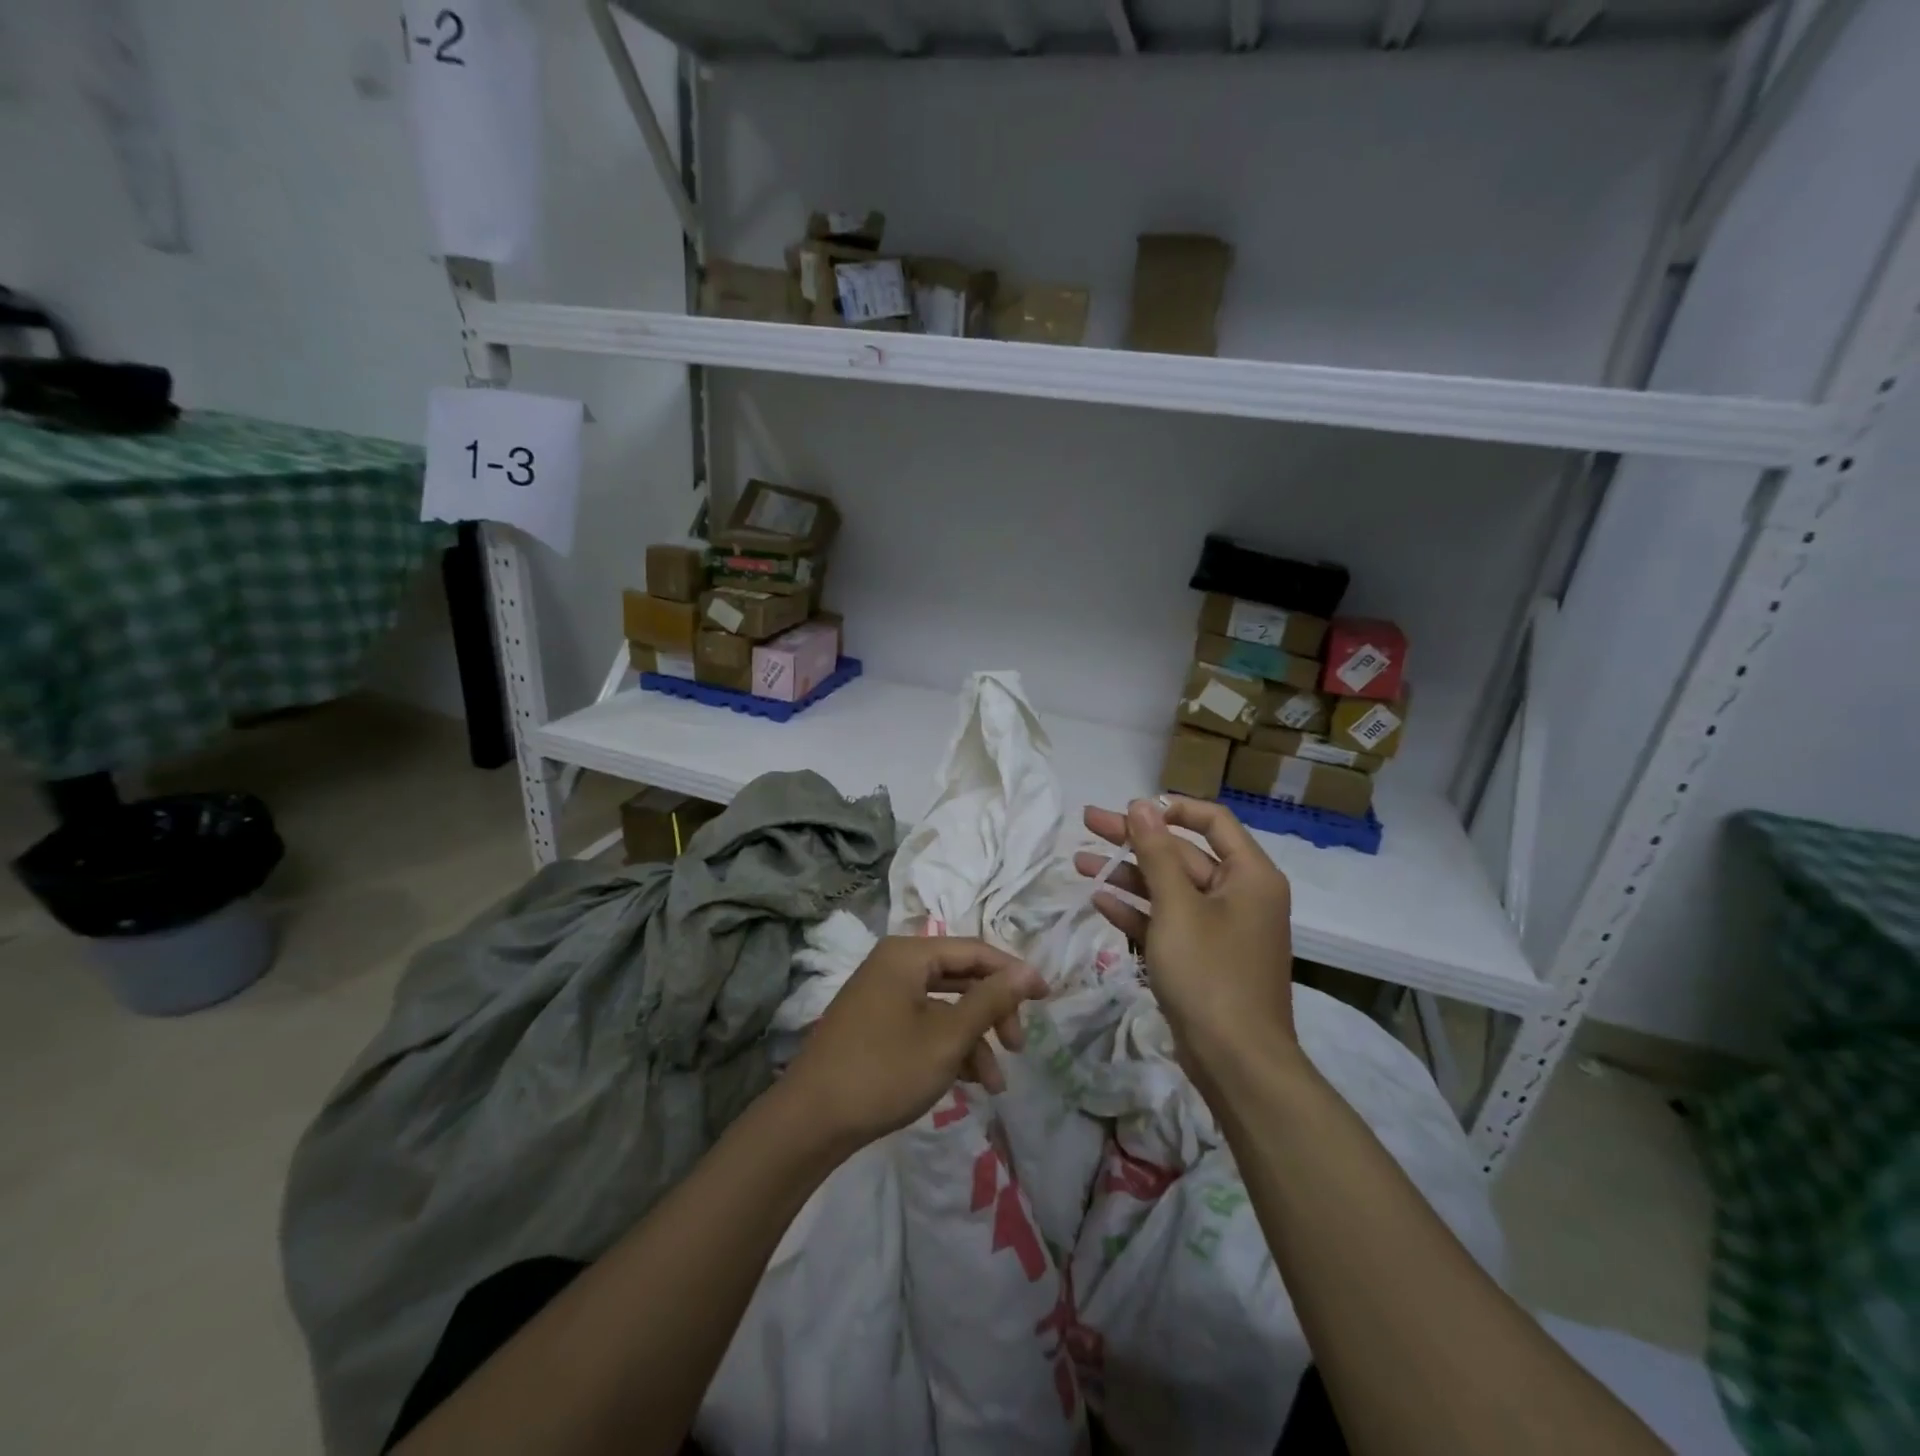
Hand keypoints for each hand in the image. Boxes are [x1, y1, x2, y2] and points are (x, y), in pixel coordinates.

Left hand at [780, 936, 1047, 1151]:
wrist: (810, 1122)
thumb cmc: (884, 1070)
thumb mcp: (947, 1037)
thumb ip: (990, 1000)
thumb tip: (1028, 969)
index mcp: (908, 955)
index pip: (974, 951)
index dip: (1013, 972)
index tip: (1046, 999)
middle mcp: (894, 965)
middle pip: (960, 977)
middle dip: (993, 1012)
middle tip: (1018, 1047)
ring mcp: (882, 996)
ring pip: (944, 1007)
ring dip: (974, 1040)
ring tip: (995, 1085)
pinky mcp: (875, 1025)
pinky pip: (924, 1024)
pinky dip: (948, 1048)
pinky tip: (968, 1082)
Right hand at [1075, 796, 1296, 1063]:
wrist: (1237, 1063)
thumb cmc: (1210, 974)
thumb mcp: (1177, 907)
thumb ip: (1156, 852)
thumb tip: (1141, 804)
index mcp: (1250, 875)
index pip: (1212, 821)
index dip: (1170, 809)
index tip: (1130, 809)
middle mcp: (1240, 895)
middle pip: (1182, 853)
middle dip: (1134, 839)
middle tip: (1088, 822)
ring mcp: (1220, 928)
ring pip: (1169, 888)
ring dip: (1127, 874)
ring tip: (1079, 861)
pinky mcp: (1201, 957)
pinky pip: (1167, 921)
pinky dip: (1136, 910)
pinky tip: (1099, 900)